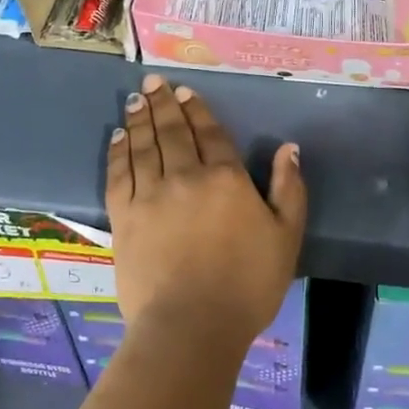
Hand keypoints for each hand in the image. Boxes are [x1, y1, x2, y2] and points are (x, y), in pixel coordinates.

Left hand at [106, 74, 306, 348]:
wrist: (191, 326)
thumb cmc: (247, 284)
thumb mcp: (286, 237)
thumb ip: (290, 189)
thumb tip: (289, 149)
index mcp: (225, 178)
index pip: (209, 133)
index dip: (197, 110)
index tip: (185, 91)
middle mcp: (185, 176)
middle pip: (172, 131)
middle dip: (163, 104)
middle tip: (152, 83)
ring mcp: (150, 195)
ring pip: (143, 146)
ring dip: (139, 119)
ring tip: (135, 100)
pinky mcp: (124, 217)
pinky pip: (118, 174)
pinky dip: (118, 152)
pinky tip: (118, 137)